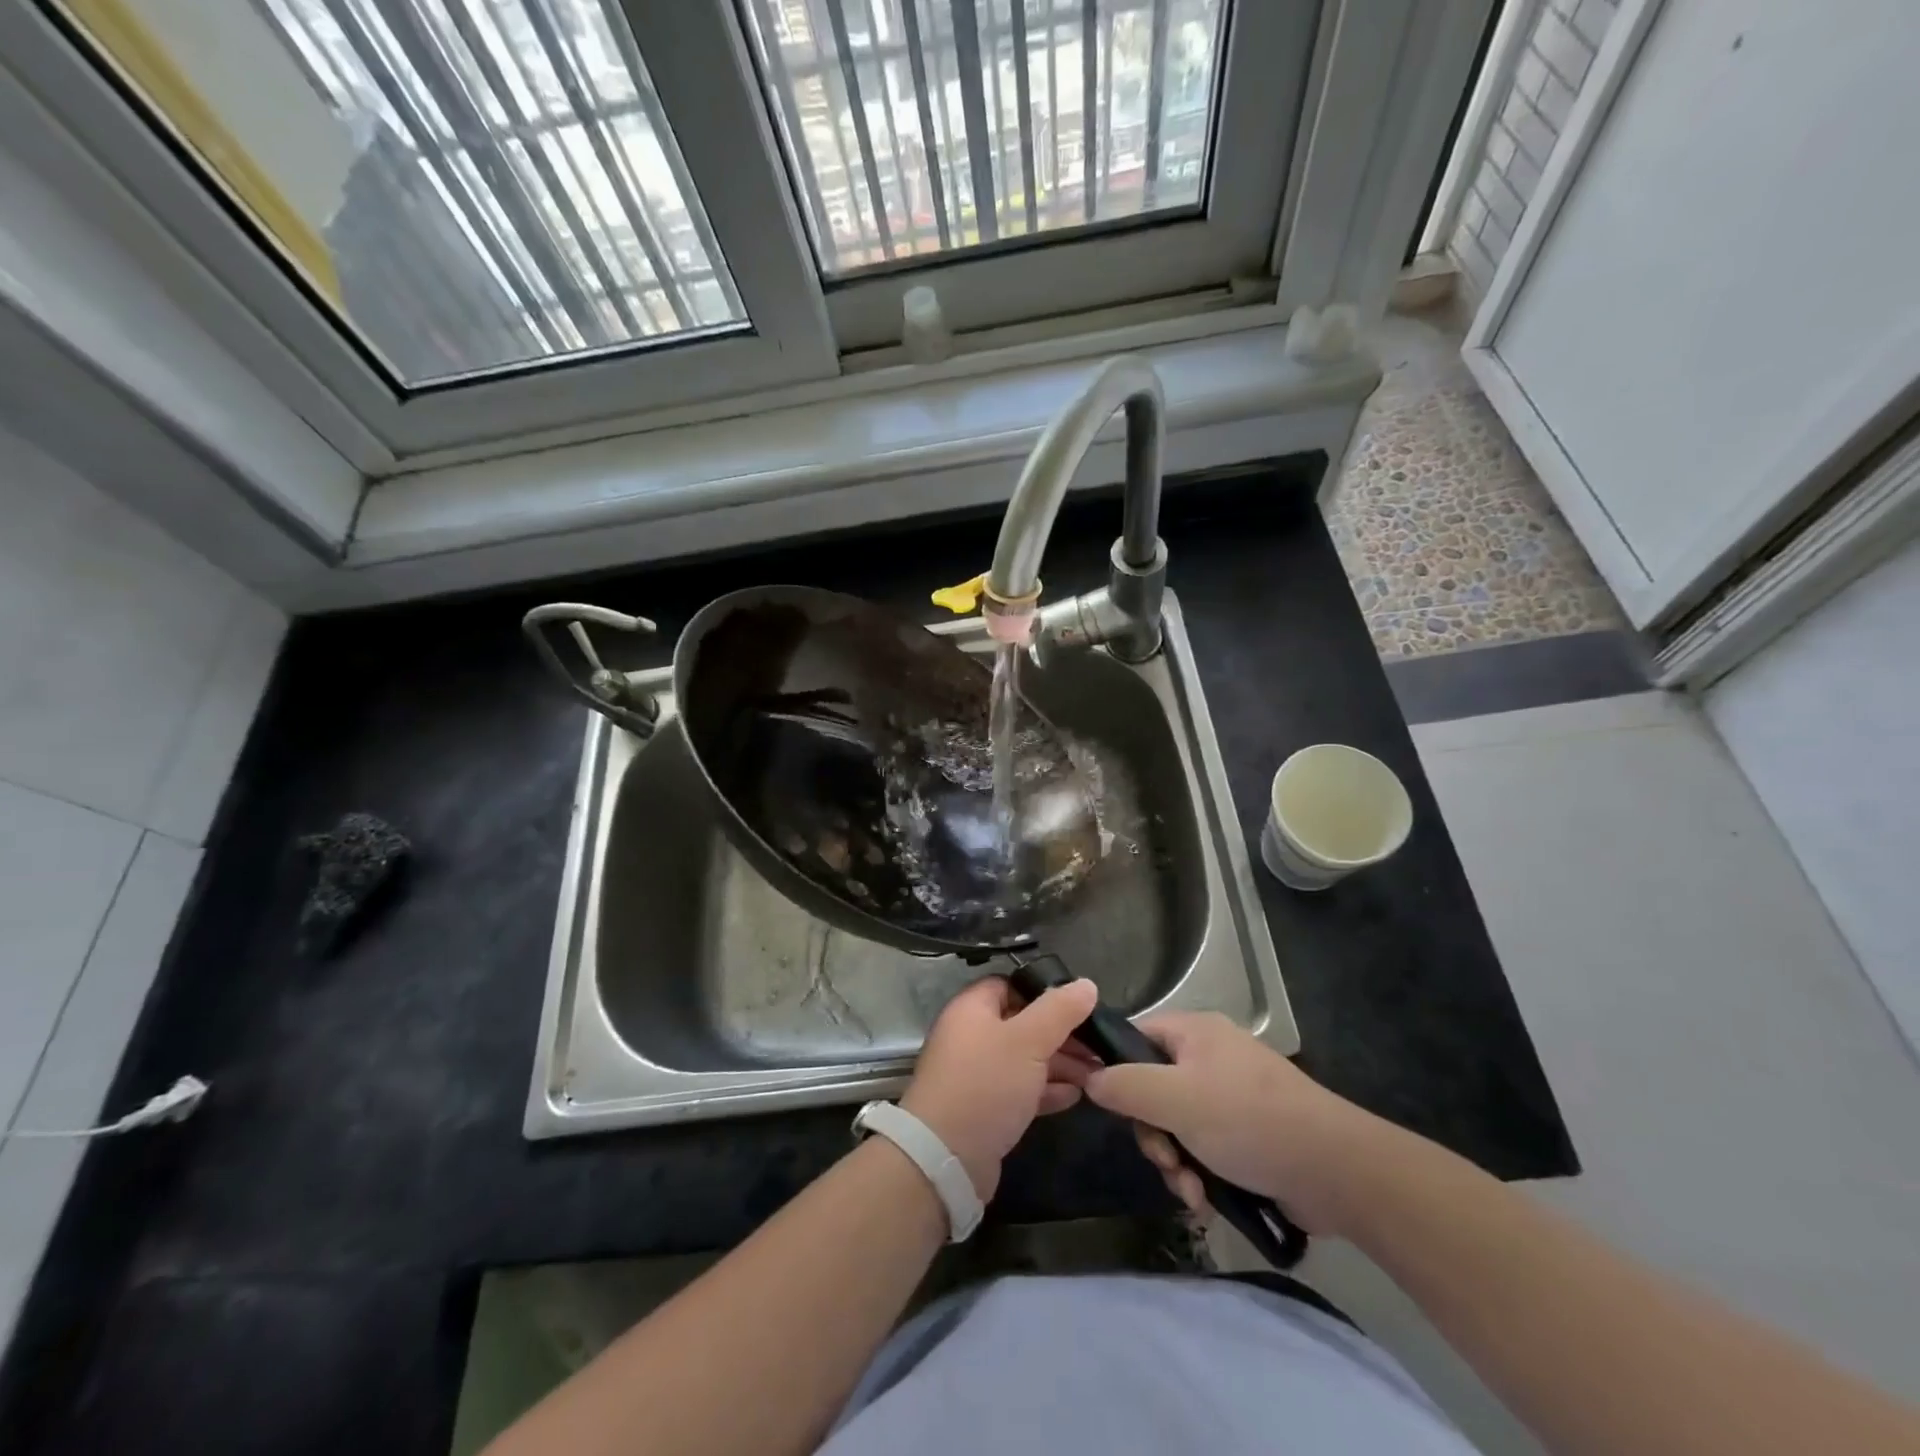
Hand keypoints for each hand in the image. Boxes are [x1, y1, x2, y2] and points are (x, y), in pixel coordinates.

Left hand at [901, 976, 1100, 1200]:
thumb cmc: (986, 1084)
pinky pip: (1020, 1089)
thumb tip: (1086, 984)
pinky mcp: (985, 1108)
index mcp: (972, 1008)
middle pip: (1022, 1024)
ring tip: (1096, 1074)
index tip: (1079, 1006)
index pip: (1011, 985)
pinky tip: (1075, 1096)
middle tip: (1098, 1047)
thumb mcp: (1028, 1040)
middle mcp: (971, 1036)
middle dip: (1061, 1034)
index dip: (1044, 992)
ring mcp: (977, 1073)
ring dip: (1059, 1064)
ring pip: (1025, 1059)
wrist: (946, 1158)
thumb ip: (1059, 1010)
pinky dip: (1046, 1090)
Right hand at [1082, 1012, 1400, 1235]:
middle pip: (1152, 1087)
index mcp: (1194, 1032)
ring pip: (1176, 1123)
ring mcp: (1230, 1095)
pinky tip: (1205, 1200)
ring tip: (1190, 1191)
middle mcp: (1209, 1056)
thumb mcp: (1176, 1100)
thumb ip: (1126, 1086)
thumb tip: (1089, 1078)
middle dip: (1152, 1132)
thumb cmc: (1249, 1121)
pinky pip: (1203, 1145)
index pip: (1135, 1036)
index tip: (1110, 1107)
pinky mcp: (1247, 1133)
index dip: (1115, 1068)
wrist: (1337, 1171)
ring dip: (1174, 1160)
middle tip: (1164, 1160)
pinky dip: (1198, 1171)